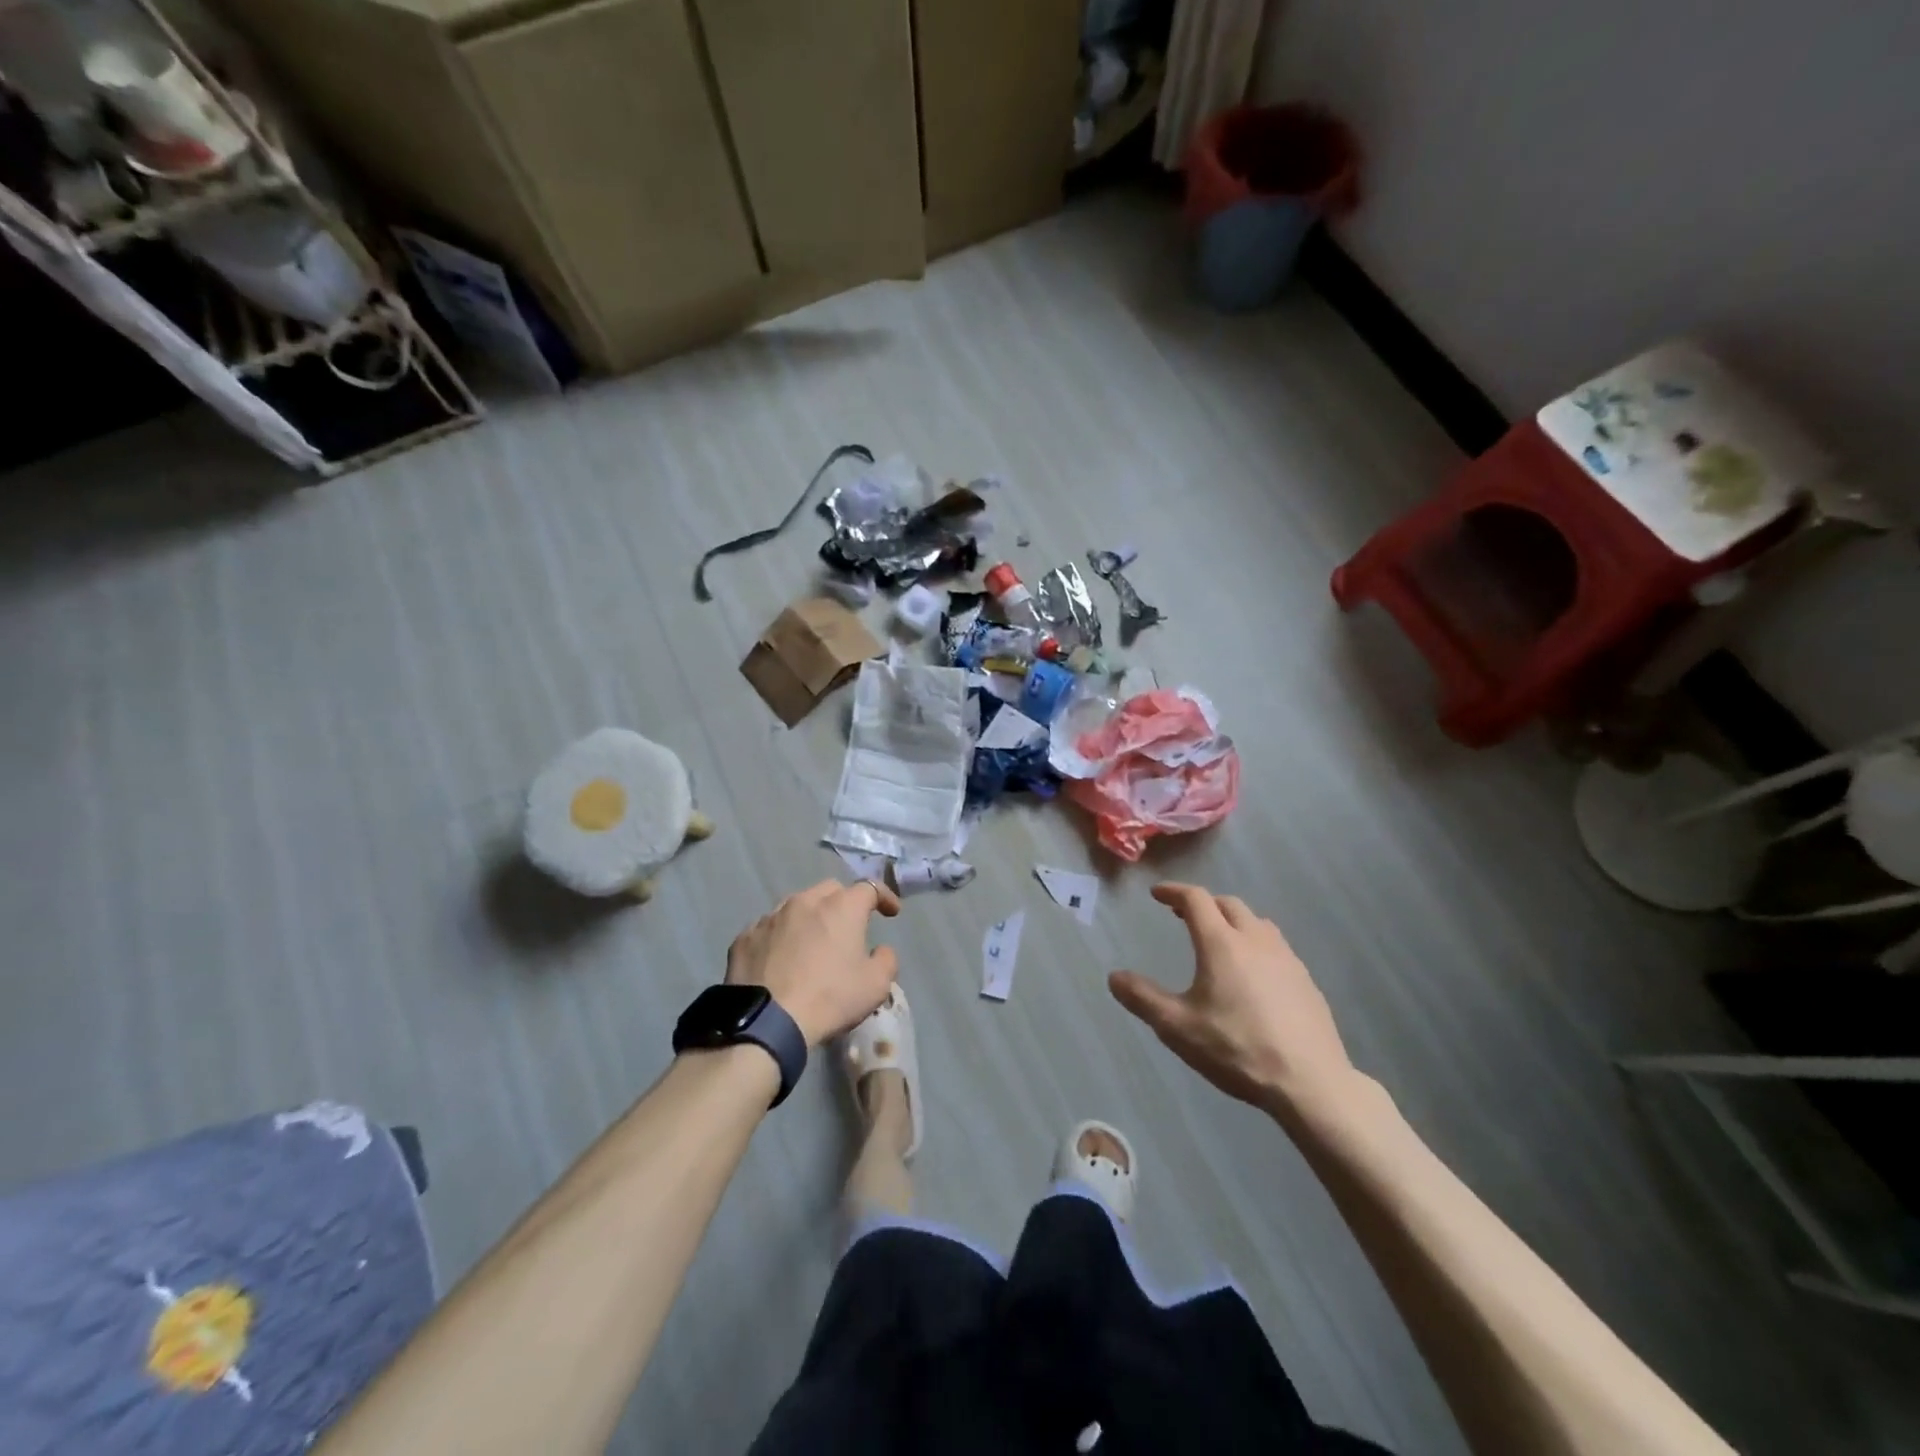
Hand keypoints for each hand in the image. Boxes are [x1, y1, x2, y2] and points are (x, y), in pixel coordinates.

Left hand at [726, 880, 901, 1047]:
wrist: (766, 1022)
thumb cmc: (829, 998)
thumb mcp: (876, 985)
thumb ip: (886, 959)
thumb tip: (880, 950)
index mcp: (841, 907)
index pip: (869, 888)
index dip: (884, 897)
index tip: (891, 913)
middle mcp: (805, 901)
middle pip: (830, 890)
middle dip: (844, 903)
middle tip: (848, 928)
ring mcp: (770, 917)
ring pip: (796, 906)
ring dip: (809, 918)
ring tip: (811, 943)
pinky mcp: (745, 937)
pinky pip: (768, 928)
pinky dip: (780, 937)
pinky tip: (780, 959)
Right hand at [1109, 883, 1355, 1115]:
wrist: (1309, 1082)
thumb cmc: (1237, 1049)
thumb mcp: (1177, 1027)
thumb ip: (1142, 998)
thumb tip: (1114, 977)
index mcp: (1221, 943)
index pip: (1196, 899)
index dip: (1174, 891)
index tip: (1157, 894)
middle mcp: (1255, 940)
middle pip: (1228, 904)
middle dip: (1203, 903)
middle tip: (1183, 915)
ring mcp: (1286, 959)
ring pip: (1257, 922)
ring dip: (1233, 920)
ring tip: (1219, 938)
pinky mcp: (1306, 980)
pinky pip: (1276, 946)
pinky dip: (1256, 943)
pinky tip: (1253, 973)